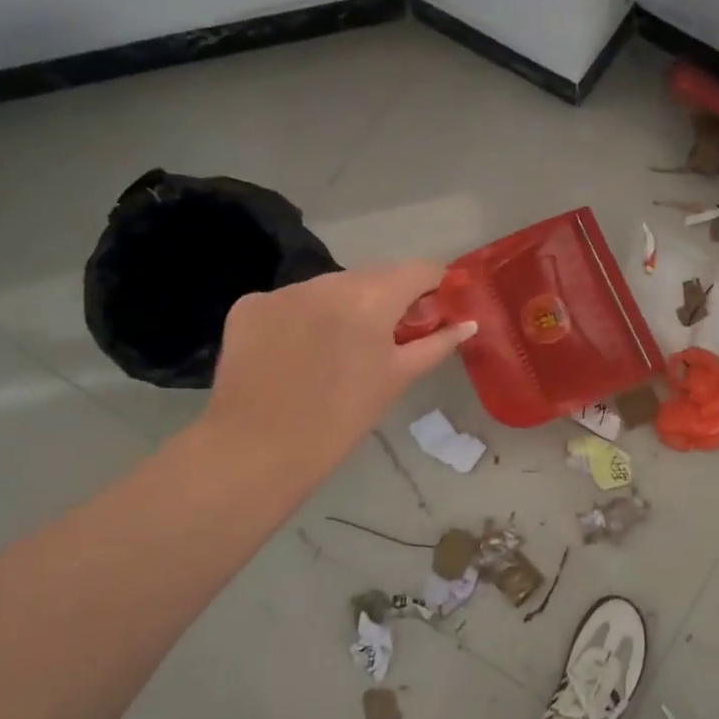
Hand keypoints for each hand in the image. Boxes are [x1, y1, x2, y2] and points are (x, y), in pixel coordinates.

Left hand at [194, 263, 474, 494]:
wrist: (258, 449)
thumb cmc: (343, 417)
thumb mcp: (398, 378)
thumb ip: (437, 343)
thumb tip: (469, 323)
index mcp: (372, 296)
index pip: (419, 269)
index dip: (434, 286)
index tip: (434, 310)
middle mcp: (328, 280)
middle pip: (373, 276)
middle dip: (387, 299)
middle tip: (388, 338)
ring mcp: (284, 289)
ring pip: (330, 287)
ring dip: (343, 306)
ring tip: (337, 349)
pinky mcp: (249, 305)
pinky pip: (290, 301)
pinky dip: (301, 317)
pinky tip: (295, 352)